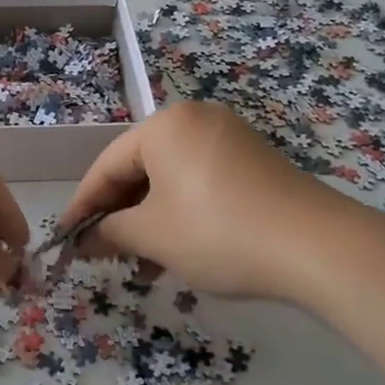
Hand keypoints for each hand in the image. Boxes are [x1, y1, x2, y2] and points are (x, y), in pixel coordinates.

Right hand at [57, 102, 365, 303]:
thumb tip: (85, 240)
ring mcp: (230, 138)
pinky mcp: (255, 161)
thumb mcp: (154, 236)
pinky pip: (201, 182)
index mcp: (165, 126)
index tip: (65, 239)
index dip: (83, 205)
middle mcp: (196, 120)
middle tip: (102, 252)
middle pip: (140, 169)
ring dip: (151, 220)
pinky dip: (183, 213)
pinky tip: (178, 252)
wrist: (318, 248)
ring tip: (141, 264)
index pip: (107, 165)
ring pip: (172, 180)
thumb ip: (110, 233)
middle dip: (120, 215)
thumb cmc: (218, 232)